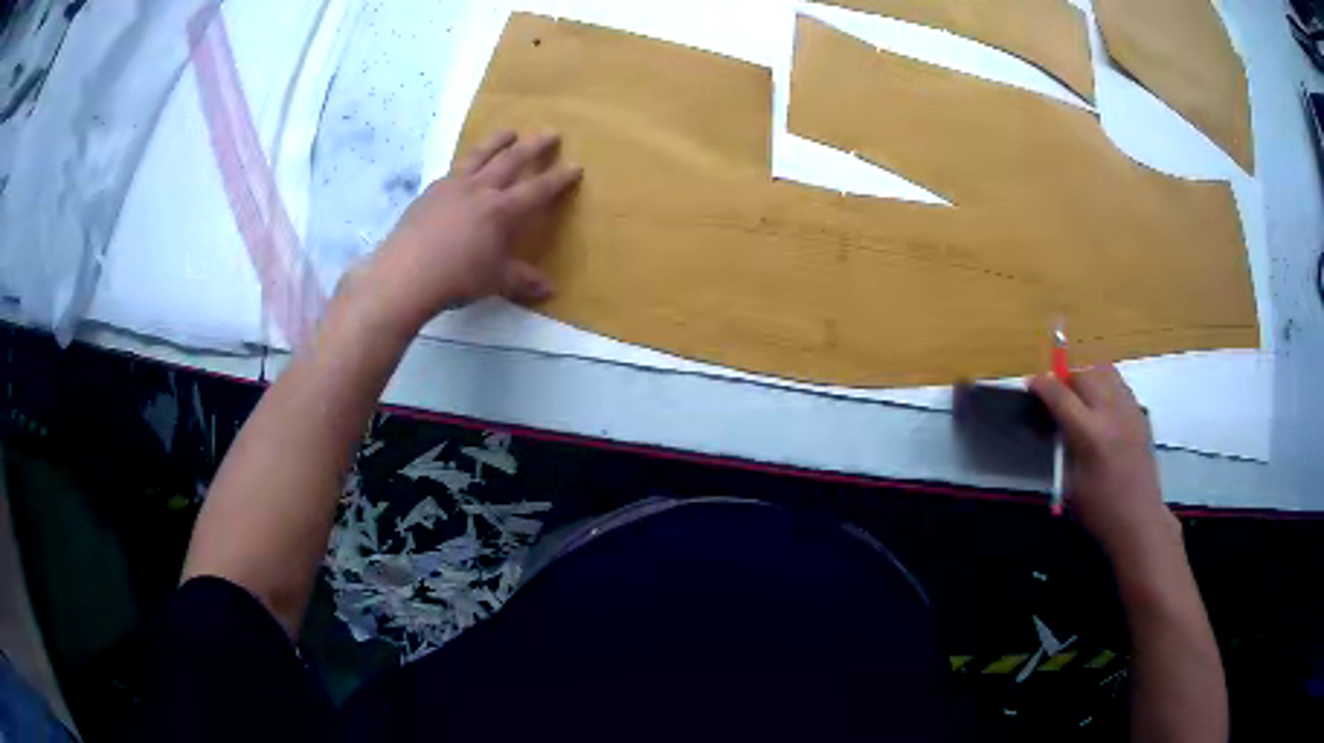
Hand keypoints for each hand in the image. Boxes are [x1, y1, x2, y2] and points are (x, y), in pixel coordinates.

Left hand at [344, 131, 582, 331]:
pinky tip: (465, 166)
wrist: (405, 274)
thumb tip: (550, 289)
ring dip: (498, 140)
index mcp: (503, 210)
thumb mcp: (496, 282)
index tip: (576, 166)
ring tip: (509, 131)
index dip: (559, 178)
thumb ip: (523, 280)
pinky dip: (467, 162)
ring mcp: (453, 186)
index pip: (539, 189)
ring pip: (481, 155)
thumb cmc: (457, 278)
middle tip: (550, 133)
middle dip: (534, 145)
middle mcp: (481, 189)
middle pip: (512, 159)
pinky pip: (454, 169)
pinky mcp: (430, 192)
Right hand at [1030, 365, 1178, 555]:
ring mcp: (1129, 410)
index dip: (1042, 385)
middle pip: (1083, 375)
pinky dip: (1105, 386)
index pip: (1061, 396)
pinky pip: (1119, 384)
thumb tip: (1054, 425)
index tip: (1031, 383)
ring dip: (1087, 377)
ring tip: (1080, 396)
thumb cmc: (1099, 511)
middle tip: (1056, 397)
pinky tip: (1102, 408)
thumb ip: (1063, 447)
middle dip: (1065, 380)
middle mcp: (1111, 414)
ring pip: (1104, 371)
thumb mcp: (1070, 484)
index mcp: (1090, 435)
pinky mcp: (1140, 414)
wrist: (1139, 519)